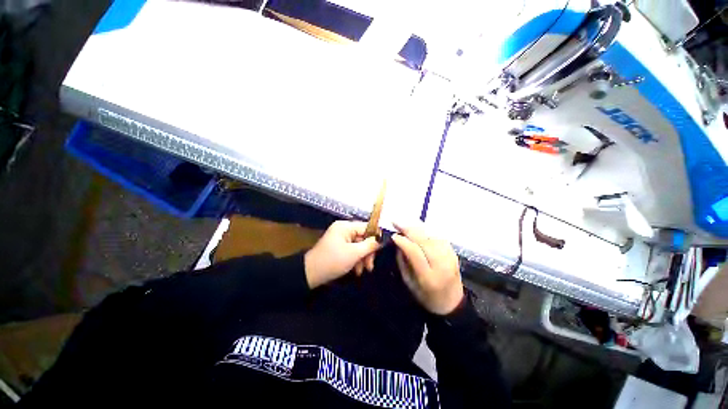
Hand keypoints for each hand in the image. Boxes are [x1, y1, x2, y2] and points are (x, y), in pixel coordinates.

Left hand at [304, 221, 380, 288]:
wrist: (310, 274)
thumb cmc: (332, 261)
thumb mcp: (354, 253)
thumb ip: (369, 245)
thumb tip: (381, 239)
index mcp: (345, 226)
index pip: (367, 226)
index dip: (375, 237)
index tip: (381, 250)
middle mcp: (343, 229)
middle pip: (363, 237)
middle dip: (368, 252)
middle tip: (370, 266)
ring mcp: (341, 238)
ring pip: (359, 245)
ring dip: (362, 258)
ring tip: (362, 270)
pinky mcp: (339, 247)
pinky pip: (352, 250)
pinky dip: (356, 259)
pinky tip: (356, 270)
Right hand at [392, 223, 463, 314]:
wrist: (452, 303)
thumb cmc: (426, 296)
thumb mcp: (409, 283)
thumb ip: (403, 262)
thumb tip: (398, 242)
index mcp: (428, 277)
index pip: (415, 252)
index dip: (403, 241)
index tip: (393, 235)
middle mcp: (441, 264)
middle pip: (424, 240)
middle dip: (408, 229)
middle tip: (396, 222)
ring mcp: (450, 257)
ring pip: (431, 236)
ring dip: (417, 228)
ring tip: (405, 224)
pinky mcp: (454, 253)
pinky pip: (438, 236)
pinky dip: (427, 231)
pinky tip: (418, 229)